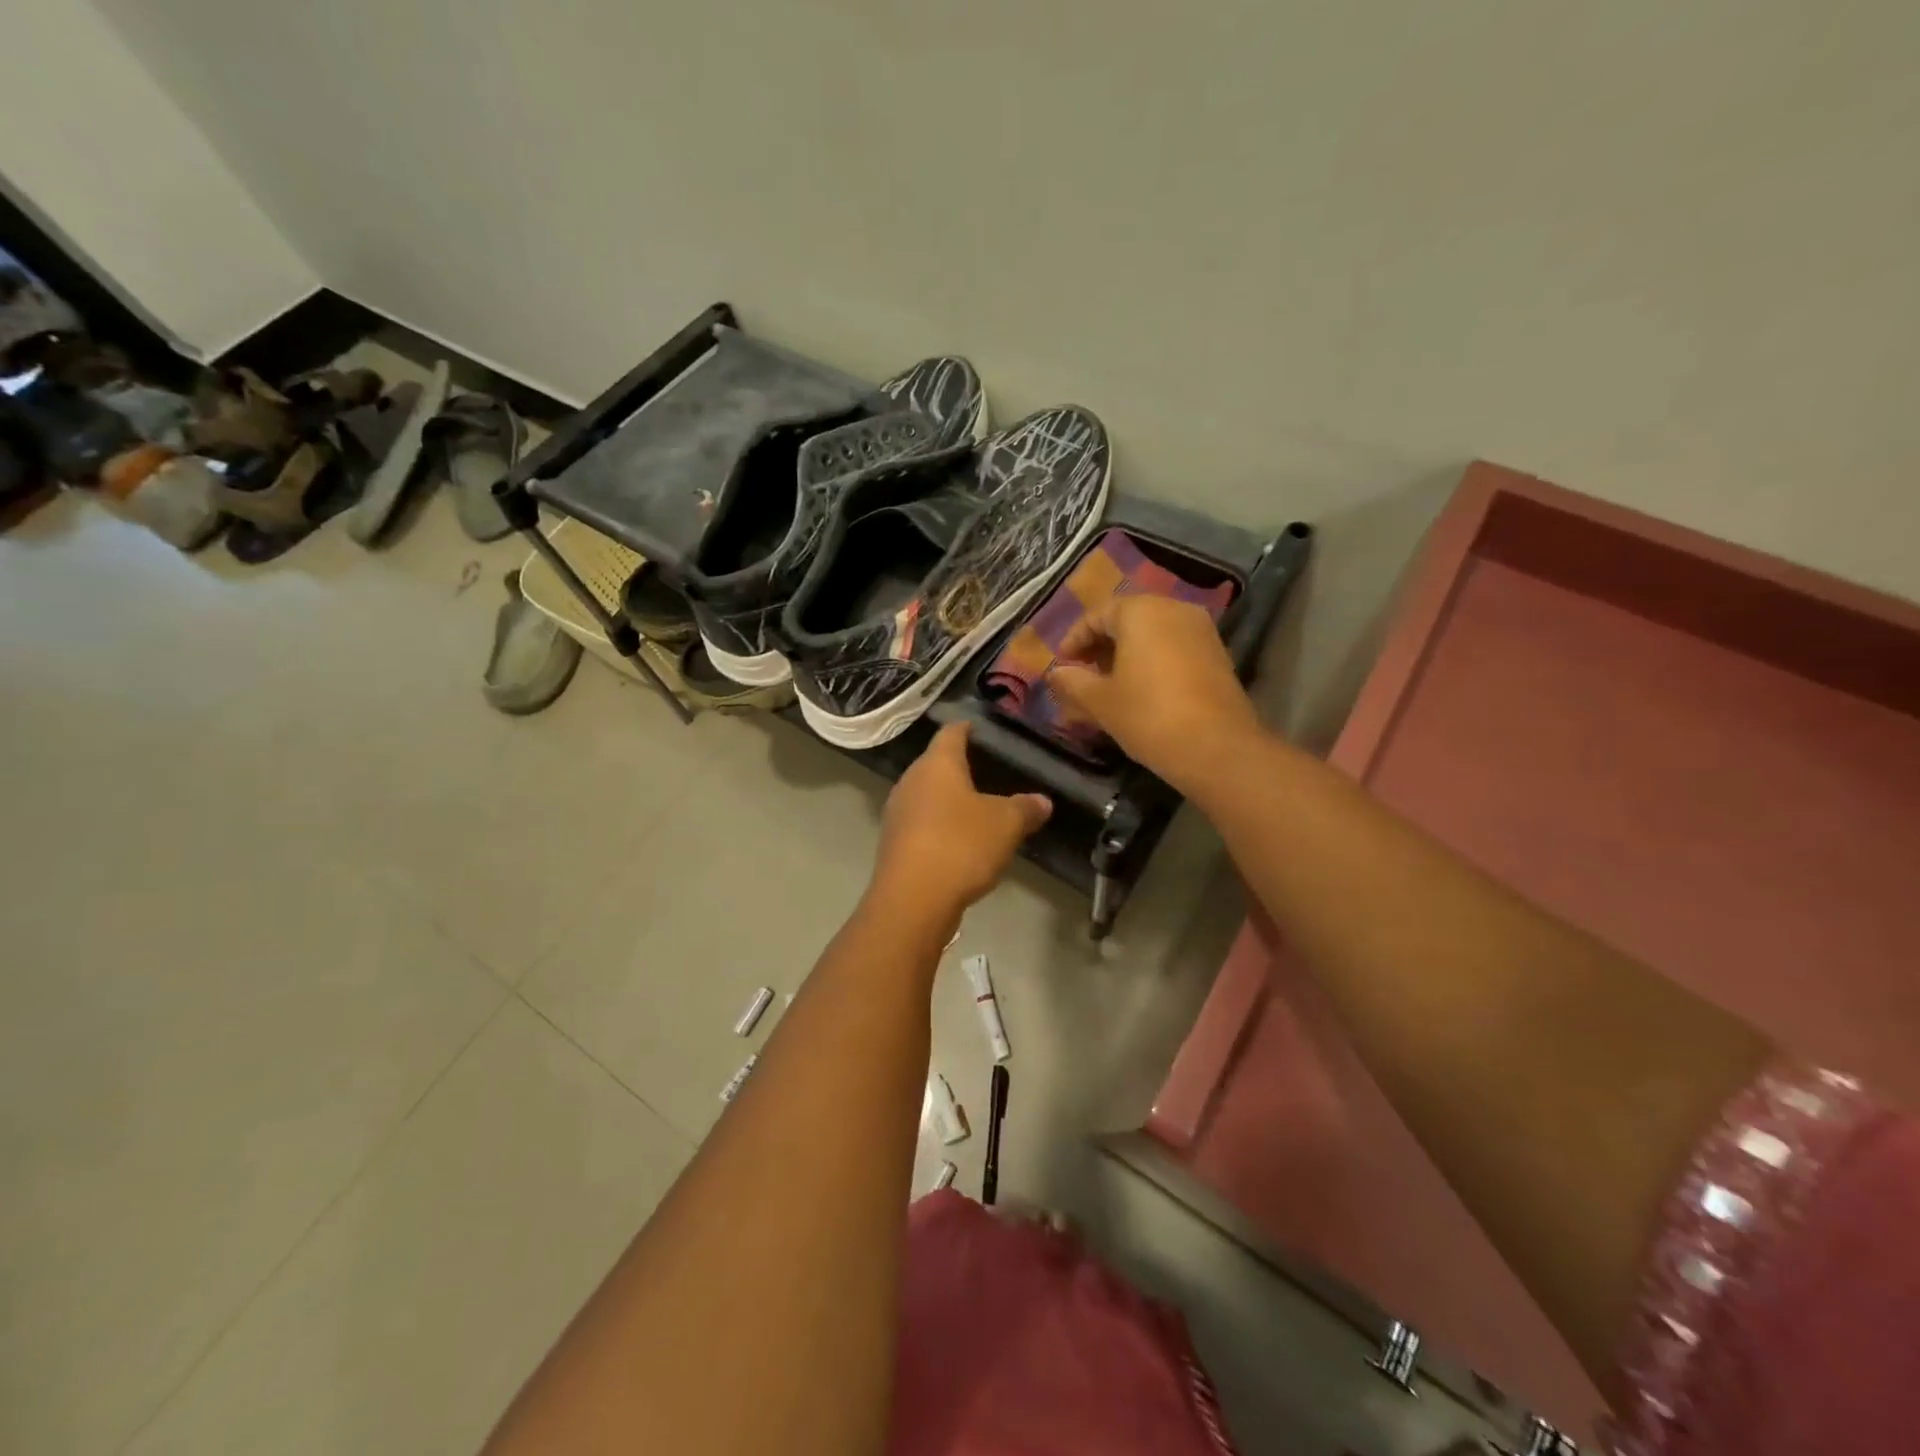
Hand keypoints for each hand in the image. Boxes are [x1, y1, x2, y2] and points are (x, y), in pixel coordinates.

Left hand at [868, 723, 1050, 933]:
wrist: (912, 901)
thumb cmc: (960, 845)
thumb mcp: (1006, 824)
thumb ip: (1025, 808)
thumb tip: (1042, 801)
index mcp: (936, 764)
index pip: (951, 733)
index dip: (966, 728)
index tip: (979, 727)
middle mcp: (910, 782)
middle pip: (935, 765)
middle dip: (959, 767)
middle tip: (988, 770)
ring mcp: (898, 813)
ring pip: (927, 796)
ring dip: (949, 800)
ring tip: (977, 808)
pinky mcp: (894, 844)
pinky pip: (922, 824)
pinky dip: (940, 826)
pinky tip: (960, 841)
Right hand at [1048, 595, 1261, 793]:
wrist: (1217, 748)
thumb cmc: (1148, 715)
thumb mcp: (1100, 701)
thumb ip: (1072, 682)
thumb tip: (1056, 673)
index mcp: (1140, 611)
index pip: (1097, 615)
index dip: (1074, 639)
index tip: (1062, 665)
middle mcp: (1173, 609)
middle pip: (1127, 620)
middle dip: (1101, 646)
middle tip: (1082, 674)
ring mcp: (1201, 630)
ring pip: (1152, 634)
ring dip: (1126, 655)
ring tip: (1109, 685)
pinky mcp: (1217, 654)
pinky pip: (1174, 648)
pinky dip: (1152, 662)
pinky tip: (1141, 691)